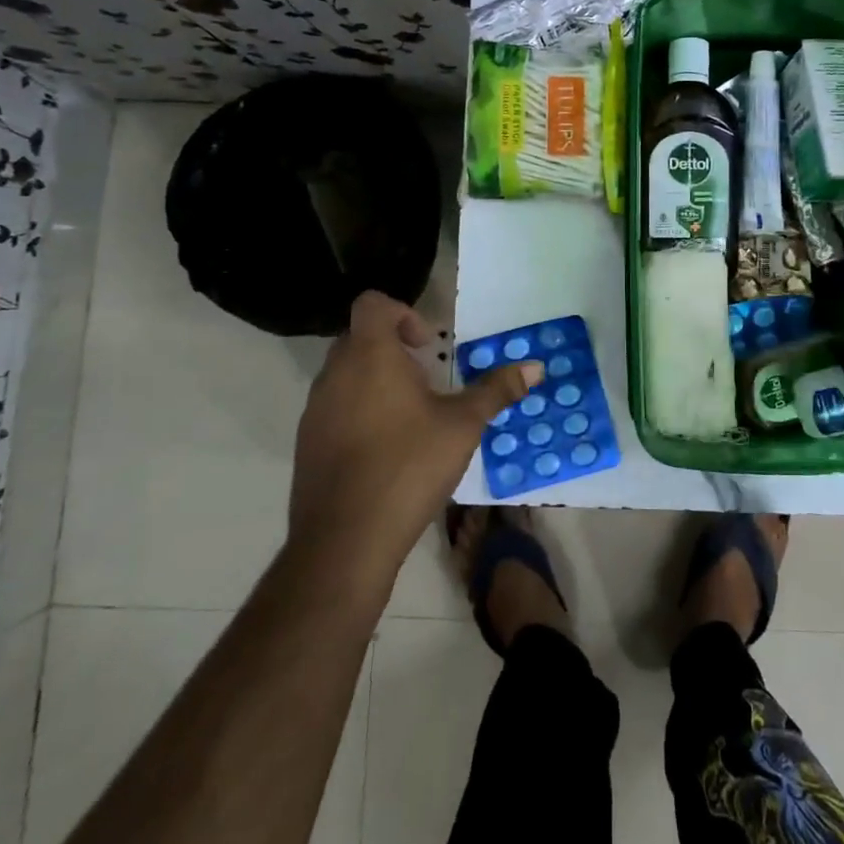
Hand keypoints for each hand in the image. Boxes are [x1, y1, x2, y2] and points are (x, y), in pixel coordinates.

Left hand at [289, 292, 540, 590]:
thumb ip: (496, 390)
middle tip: (427, 380)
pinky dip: (359, 411)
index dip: (402, 313)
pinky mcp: (308, 443)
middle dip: (394, 349)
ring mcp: (315, 410)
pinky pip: (334, 408)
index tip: (427, 345)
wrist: (345, 539)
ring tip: (411, 417)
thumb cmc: (409, 466)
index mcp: (370, 356)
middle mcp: (335, 374)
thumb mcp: (463, 425)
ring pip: (345, 374)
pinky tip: (387, 449)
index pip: (372, 304)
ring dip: (376, 381)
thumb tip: (536, 366)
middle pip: (359, 337)